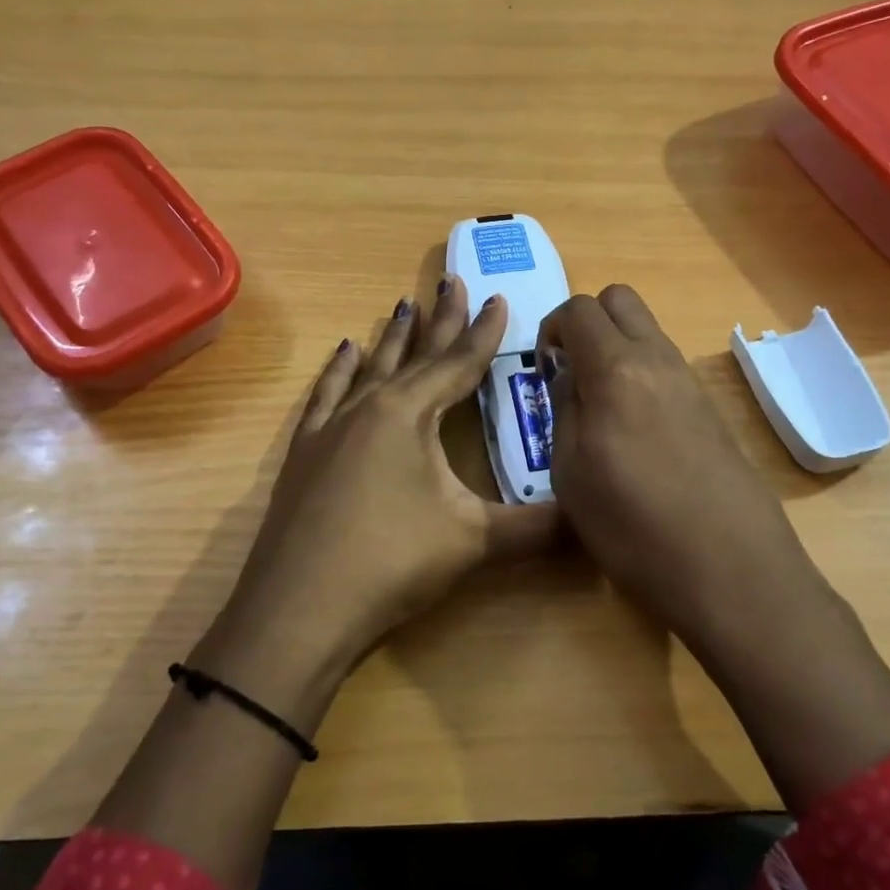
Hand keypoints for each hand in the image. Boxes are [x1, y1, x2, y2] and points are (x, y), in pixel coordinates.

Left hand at [208, 277, 560, 690]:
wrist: (299, 608)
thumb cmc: (391, 561)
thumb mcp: (473, 542)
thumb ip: (535, 527)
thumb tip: (590, 522)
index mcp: (409, 414)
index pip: (457, 364)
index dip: (484, 333)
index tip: (499, 298)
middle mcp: (368, 407)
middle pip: (413, 354)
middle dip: (439, 320)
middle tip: (452, 280)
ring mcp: (330, 428)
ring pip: (368, 368)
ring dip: (391, 338)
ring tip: (403, 305)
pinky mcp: (305, 453)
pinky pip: (326, 396)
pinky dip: (338, 371)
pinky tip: (343, 353)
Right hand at [537, 285, 823, 644]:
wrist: (731, 571)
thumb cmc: (633, 527)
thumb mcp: (571, 473)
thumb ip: (565, 409)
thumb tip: (568, 374)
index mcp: (618, 369)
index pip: (579, 308)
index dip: (551, 327)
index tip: (544, 369)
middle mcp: (659, 361)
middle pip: (621, 300)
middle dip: (587, 321)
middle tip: (571, 372)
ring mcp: (692, 383)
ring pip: (648, 332)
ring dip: (616, 349)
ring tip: (600, 409)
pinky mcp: (712, 410)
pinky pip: (667, 367)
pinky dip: (642, 376)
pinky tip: (635, 433)